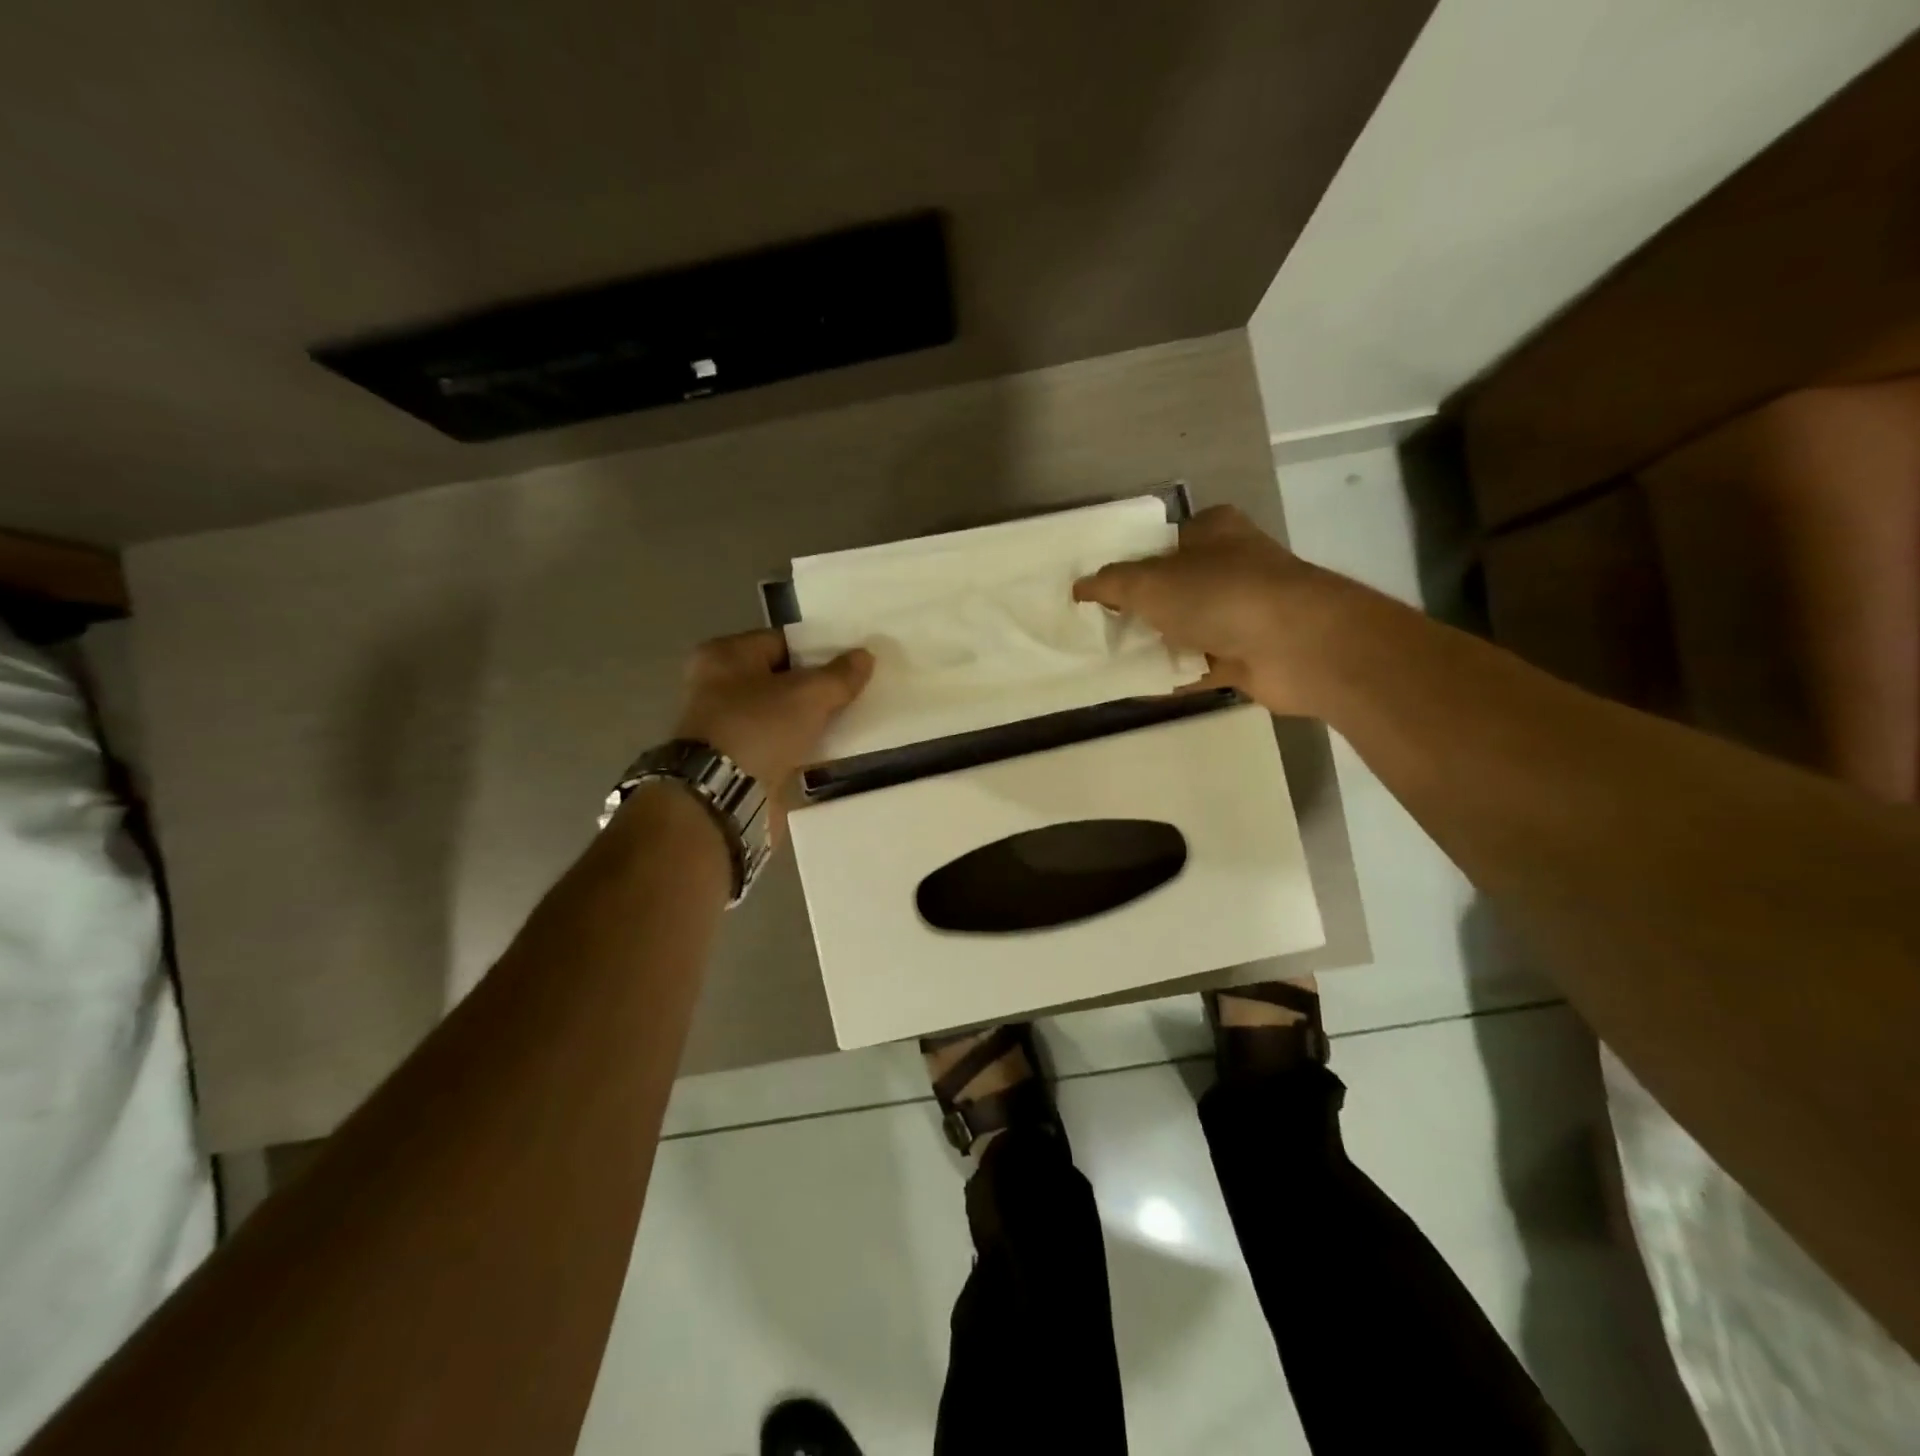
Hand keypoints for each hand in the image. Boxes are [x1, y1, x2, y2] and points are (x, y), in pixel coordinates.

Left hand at [671, 629, 872, 799]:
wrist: (721, 795)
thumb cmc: (758, 728)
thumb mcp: (808, 694)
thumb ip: (840, 675)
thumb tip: (865, 656)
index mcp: (725, 656)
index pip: (782, 642)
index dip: (819, 650)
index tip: (852, 661)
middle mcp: (719, 686)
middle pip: (782, 679)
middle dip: (818, 687)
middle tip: (857, 690)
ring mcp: (727, 727)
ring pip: (783, 715)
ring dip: (813, 720)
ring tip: (853, 720)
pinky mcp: (739, 761)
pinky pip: (781, 745)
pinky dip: (804, 747)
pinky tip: (834, 750)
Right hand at [1073, 505, 1368, 715]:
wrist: (1297, 646)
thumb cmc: (1220, 595)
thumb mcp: (1150, 582)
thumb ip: (1111, 583)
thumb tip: (1079, 587)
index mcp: (1213, 532)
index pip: (1162, 542)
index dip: (1128, 562)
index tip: (1095, 589)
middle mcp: (1232, 567)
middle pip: (1172, 587)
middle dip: (1138, 608)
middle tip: (1096, 627)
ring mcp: (1243, 613)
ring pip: (1186, 628)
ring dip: (1156, 644)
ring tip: (1109, 659)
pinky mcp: (1249, 655)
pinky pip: (1200, 666)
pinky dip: (1174, 675)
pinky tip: (1139, 686)